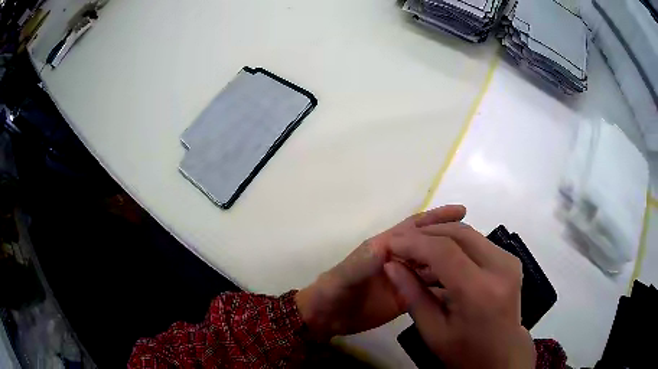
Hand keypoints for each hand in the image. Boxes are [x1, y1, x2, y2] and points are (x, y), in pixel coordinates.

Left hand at [295, 205, 465, 339]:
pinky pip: (429, 290)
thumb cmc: (335, 290)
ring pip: (433, 267)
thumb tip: (390, 243)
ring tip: (475, 262)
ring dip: (451, 263)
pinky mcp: (406, 298)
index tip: (462, 211)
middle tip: (477, 239)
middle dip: (451, 239)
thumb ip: (365, 261)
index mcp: (386, 247)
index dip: (437, 218)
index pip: (416, 228)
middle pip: (429, 246)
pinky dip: (444, 287)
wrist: (328, 317)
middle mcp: (400, 260)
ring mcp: (404, 280)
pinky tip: (462, 288)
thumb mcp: (345, 274)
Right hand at [384, 222, 534, 368]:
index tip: (391, 244)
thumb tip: (391, 264)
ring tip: (417, 251)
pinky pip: (477, 242)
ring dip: (440, 236)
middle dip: (426, 233)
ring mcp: (509, 261)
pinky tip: (439, 258)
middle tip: (402, 244)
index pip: (443, 251)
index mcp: (479, 291)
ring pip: (469, 233)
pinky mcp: (510, 260)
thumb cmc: (464, 351)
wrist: (502, 354)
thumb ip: (411, 295)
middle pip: (458, 233)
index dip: (414, 243)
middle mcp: (500, 267)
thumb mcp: (432, 331)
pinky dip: (455, 244)